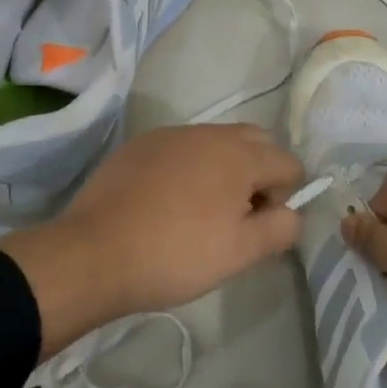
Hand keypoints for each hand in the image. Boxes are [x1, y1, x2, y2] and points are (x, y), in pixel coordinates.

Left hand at [0, 123, 303, 359]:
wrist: (94, 254)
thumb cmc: (176, 255)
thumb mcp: (241, 252)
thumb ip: (281, 228)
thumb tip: (292, 213)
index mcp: (240, 155)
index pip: (288, 163)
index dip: (285, 197)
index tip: (258, 227)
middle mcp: (209, 133)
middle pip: (256, 142)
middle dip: (259, 174)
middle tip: (238, 216)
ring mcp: (171, 135)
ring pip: (216, 143)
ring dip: (223, 169)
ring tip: (201, 212)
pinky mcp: (140, 145)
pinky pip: (181, 148)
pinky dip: (188, 168)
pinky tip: (167, 203)